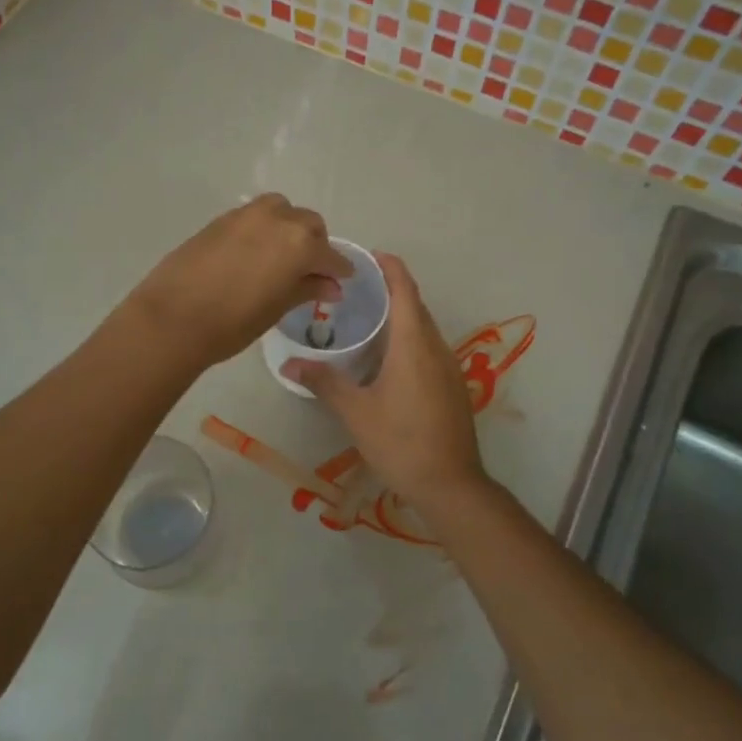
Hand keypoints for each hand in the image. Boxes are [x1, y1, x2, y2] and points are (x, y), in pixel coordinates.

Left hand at [126, 194, 355, 367]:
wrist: (173, 317)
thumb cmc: (233, 322)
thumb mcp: (277, 308)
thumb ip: (307, 289)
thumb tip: (331, 285)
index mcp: (299, 243)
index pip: (330, 255)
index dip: (338, 269)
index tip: (342, 280)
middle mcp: (277, 219)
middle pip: (308, 224)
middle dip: (315, 245)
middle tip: (310, 271)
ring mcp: (245, 215)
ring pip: (281, 211)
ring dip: (289, 228)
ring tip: (281, 257)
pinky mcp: (220, 220)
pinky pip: (254, 217)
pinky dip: (263, 229)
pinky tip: (254, 254)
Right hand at [285, 254, 488, 508]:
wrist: (451, 485)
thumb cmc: (401, 442)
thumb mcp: (356, 412)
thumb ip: (325, 383)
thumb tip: (289, 365)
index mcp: (414, 344)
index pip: (405, 290)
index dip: (389, 267)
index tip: (367, 256)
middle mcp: (436, 347)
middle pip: (415, 306)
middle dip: (389, 290)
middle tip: (353, 288)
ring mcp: (449, 368)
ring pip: (423, 329)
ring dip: (399, 317)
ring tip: (364, 319)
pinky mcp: (451, 386)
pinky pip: (428, 349)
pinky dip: (407, 340)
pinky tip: (384, 358)